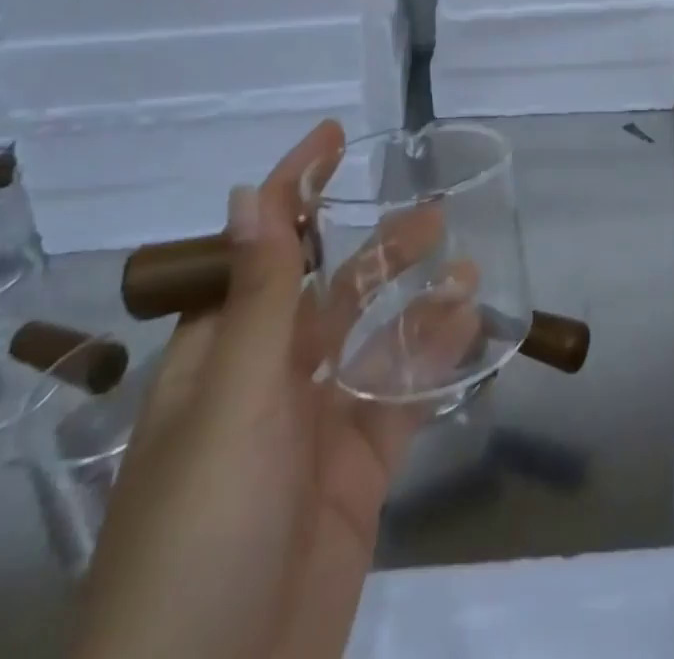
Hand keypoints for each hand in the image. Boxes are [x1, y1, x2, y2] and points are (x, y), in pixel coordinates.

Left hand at [72, 121, 469, 658]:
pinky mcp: (356, 473)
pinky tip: (469, 326)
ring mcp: (314, 428)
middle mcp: (266, 382)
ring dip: (414, 299)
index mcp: (220, 357)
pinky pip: (401, 398)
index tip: (334, 138)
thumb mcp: (233, 403)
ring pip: (373, 341)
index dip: (294, 189)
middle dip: (374, 246)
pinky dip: (433, 360)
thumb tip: (246, 195)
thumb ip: (256, 297)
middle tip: (432, 209)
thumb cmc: (203, 534)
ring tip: (464, 259)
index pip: (260, 249)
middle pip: (328, 292)